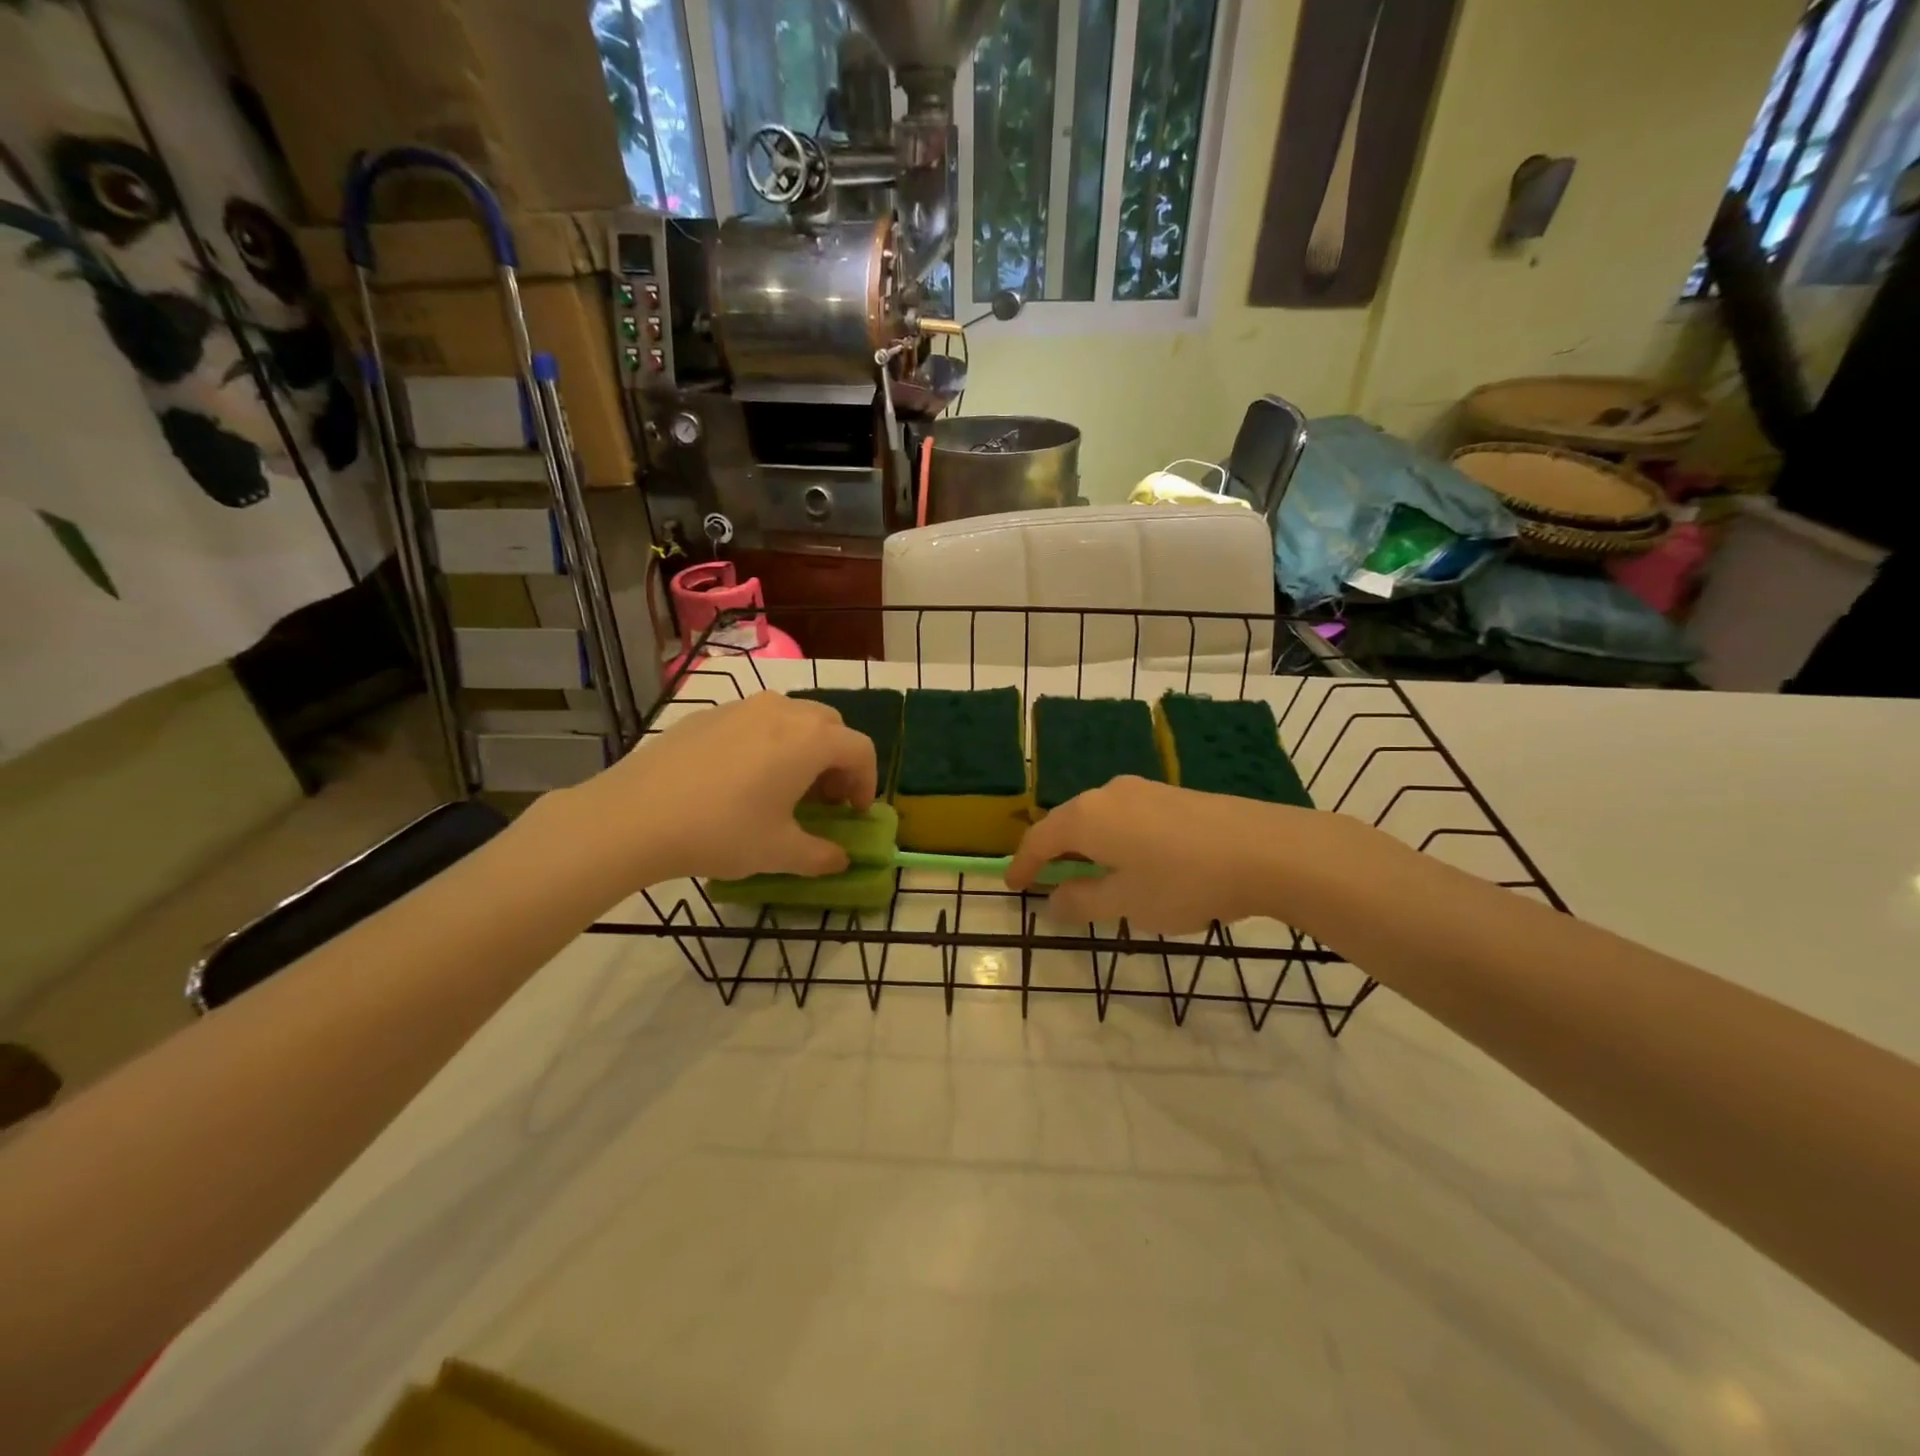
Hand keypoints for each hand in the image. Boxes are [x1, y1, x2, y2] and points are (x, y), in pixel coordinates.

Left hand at [561, 693, 876, 885]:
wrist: (634, 816)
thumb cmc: (722, 831)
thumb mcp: (779, 852)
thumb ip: (821, 856)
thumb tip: (840, 860)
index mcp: (811, 740)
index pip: (860, 750)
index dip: (867, 782)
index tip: (854, 813)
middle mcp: (784, 711)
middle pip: (830, 726)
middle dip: (837, 761)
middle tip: (824, 800)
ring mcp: (743, 707)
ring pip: (793, 719)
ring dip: (804, 748)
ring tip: (784, 787)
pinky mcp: (709, 714)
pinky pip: (756, 721)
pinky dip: (768, 743)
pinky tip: (741, 780)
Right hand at [1006, 776, 1348, 934]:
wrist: (1266, 849)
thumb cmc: (1184, 881)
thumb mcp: (1127, 903)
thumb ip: (1083, 902)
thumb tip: (1053, 901)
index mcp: (1087, 817)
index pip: (1040, 840)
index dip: (1023, 865)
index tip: (1012, 887)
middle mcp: (1107, 793)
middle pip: (1066, 823)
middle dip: (1052, 852)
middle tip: (1045, 880)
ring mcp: (1142, 789)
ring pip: (1097, 817)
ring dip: (1084, 845)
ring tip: (1087, 873)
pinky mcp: (1171, 795)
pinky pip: (1124, 815)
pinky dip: (1112, 838)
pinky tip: (1131, 860)